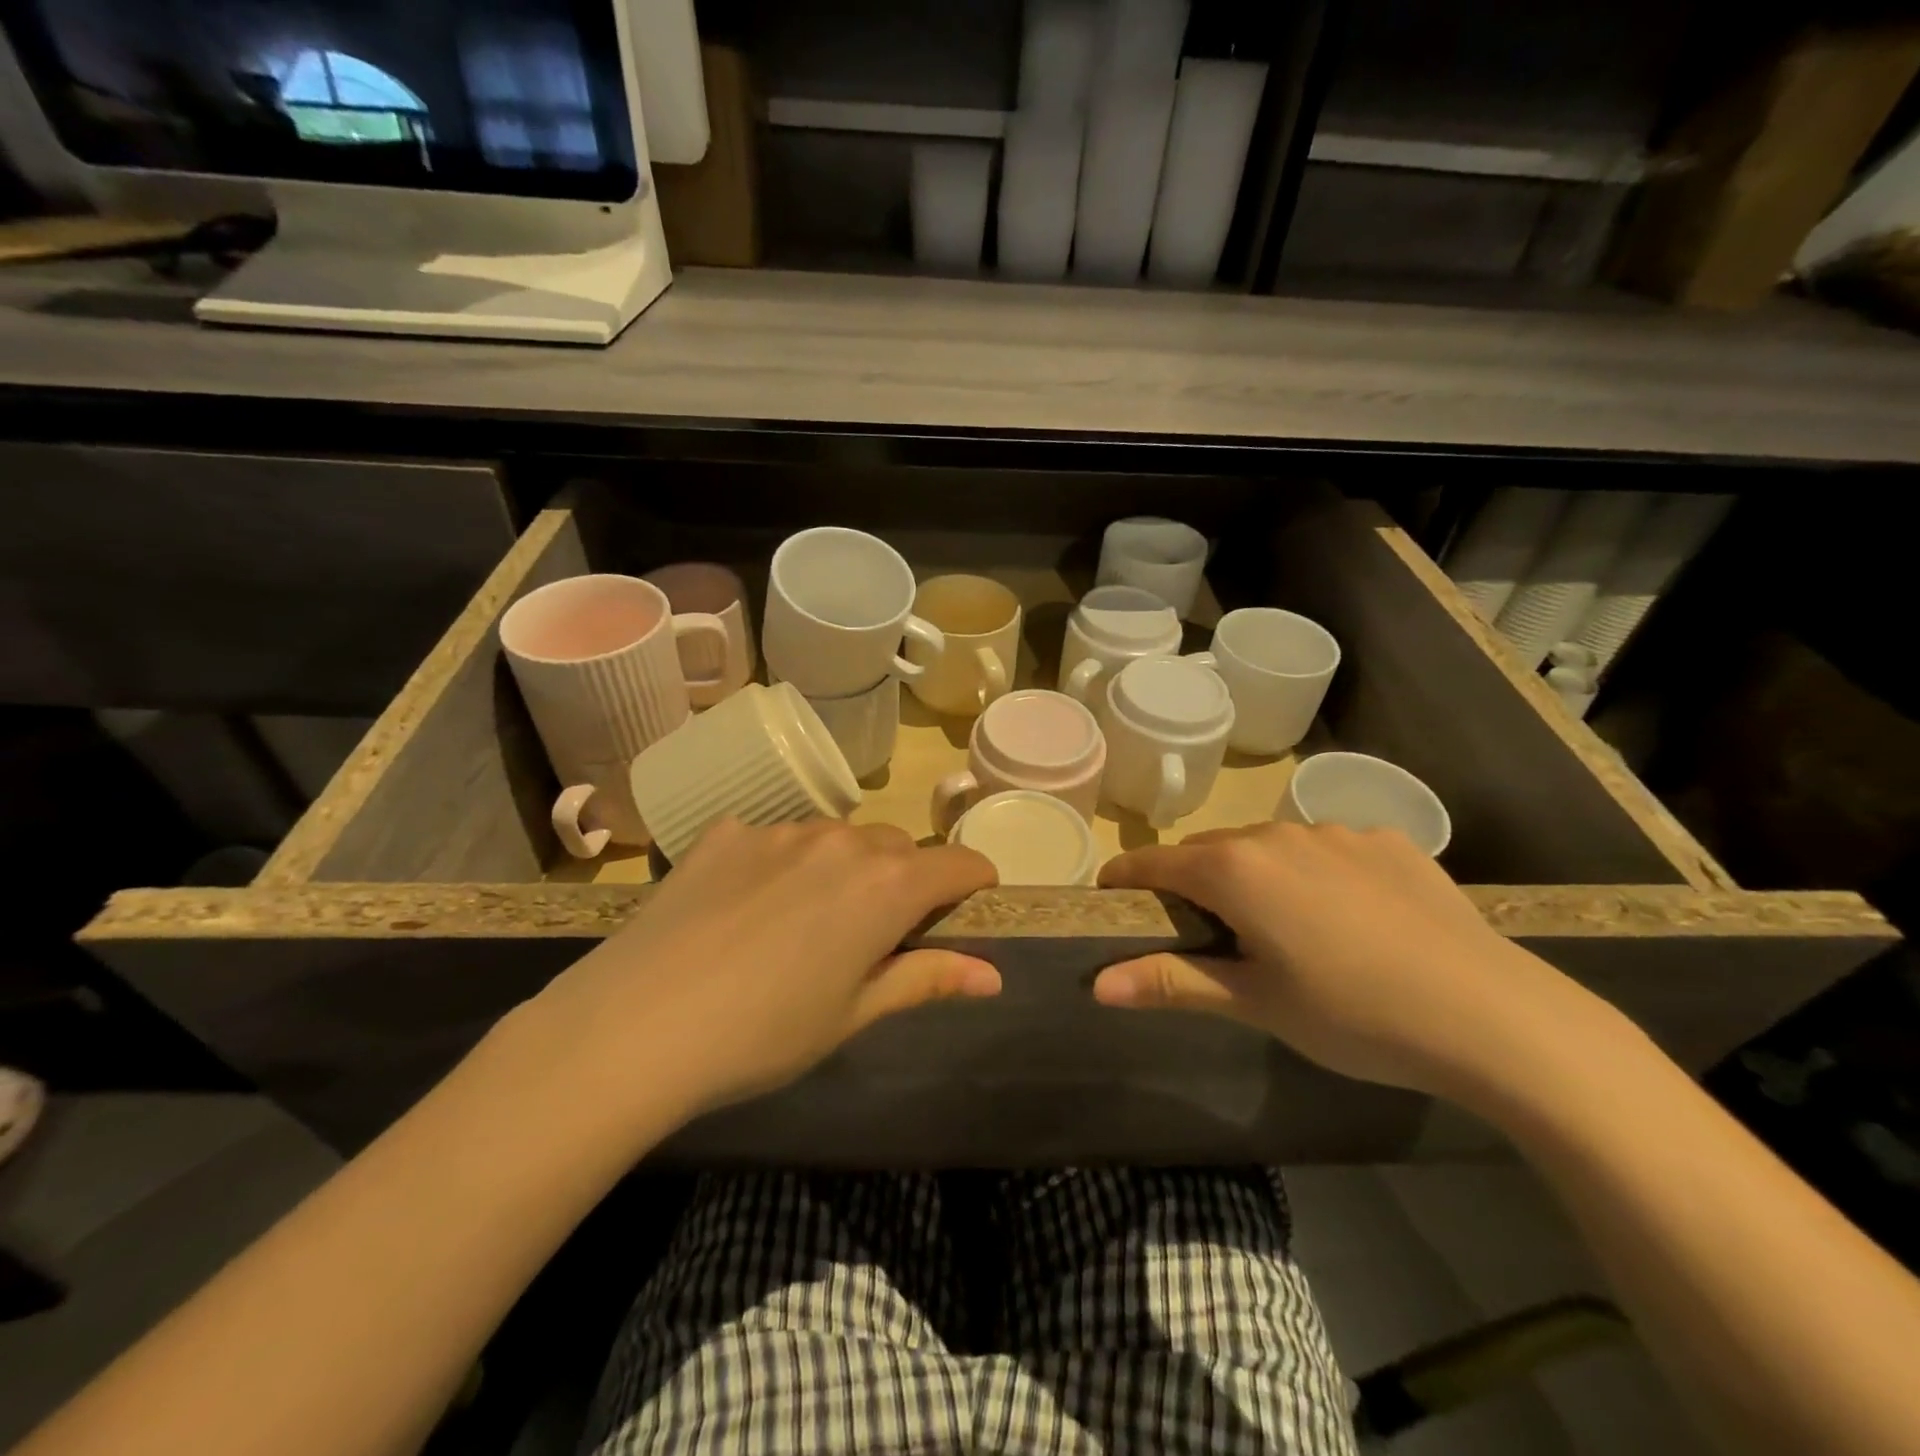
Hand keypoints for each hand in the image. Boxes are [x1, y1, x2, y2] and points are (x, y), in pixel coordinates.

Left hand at [518, 819, 999, 1123]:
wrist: (633, 1026)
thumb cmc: (763, 1034)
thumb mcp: (852, 1014)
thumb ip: (926, 979)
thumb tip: (992, 975)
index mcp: (886, 885)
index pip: (958, 864)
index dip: (974, 881)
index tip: (972, 903)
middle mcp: (841, 841)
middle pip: (898, 847)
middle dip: (905, 880)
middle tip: (877, 934)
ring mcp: (779, 830)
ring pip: (838, 838)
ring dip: (845, 868)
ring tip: (807, 923)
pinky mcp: (725, 832)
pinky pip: (776, 838)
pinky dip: (783, 863)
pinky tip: (747, 908)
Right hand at [1096, 822, 1601, 1098]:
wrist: (1496, 1018)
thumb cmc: (1354, 1015)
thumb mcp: (1256, 1003)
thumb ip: (1172, 982)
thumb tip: (1097, 985)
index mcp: (1236, 870)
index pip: (1155, 863)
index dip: (1126, 879)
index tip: (1113, 900)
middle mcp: (1278, 835)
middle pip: (1210, 852)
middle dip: (1193, 884)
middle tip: (1205, 935)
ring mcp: (1339, 832)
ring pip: (1269, 848)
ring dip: (1254, 877)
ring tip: (1282, 931)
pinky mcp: (1389, 842)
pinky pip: (1327, 849)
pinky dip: (1314, 874)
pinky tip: (1350, 920)